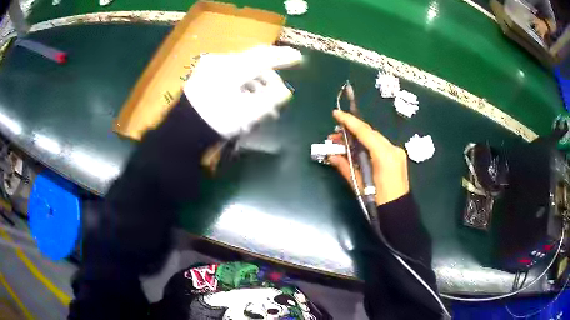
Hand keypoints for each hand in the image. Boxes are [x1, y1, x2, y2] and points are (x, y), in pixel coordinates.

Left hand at [184, 45, 302, 137]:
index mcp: (232, 68)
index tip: (298, 57)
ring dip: (255, 86)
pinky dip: (242, 86)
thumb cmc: (216, 121)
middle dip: (268, 80)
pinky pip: (231, 75)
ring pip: (242, 71)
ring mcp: (210, 68)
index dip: (282, 56)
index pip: (264, 57)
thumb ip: (271, 98)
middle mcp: (221, 62)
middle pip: (253, 64)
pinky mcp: (204, 75)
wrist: (182, 132)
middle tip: (278, 97)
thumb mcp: (248, 112)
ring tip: (264, 107)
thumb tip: (284, 91)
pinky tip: (247, 101)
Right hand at [329, 110, 409, 205]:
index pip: (364, 132)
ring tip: (343, 143)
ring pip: (375, 138)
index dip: (349, 121)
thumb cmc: (377, 201)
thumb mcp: (359, 184)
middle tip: (334, 136)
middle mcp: (393, 149)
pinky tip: (357, 149)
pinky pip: (380, 145)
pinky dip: (367, 145)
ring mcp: (397, 152)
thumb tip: (331, 155)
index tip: (336, 114)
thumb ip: (345, 166)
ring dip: (359, 139)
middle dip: (351, 131)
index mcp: (384, 155)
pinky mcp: (398, 156)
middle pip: (370, 133)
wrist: (398, 211)